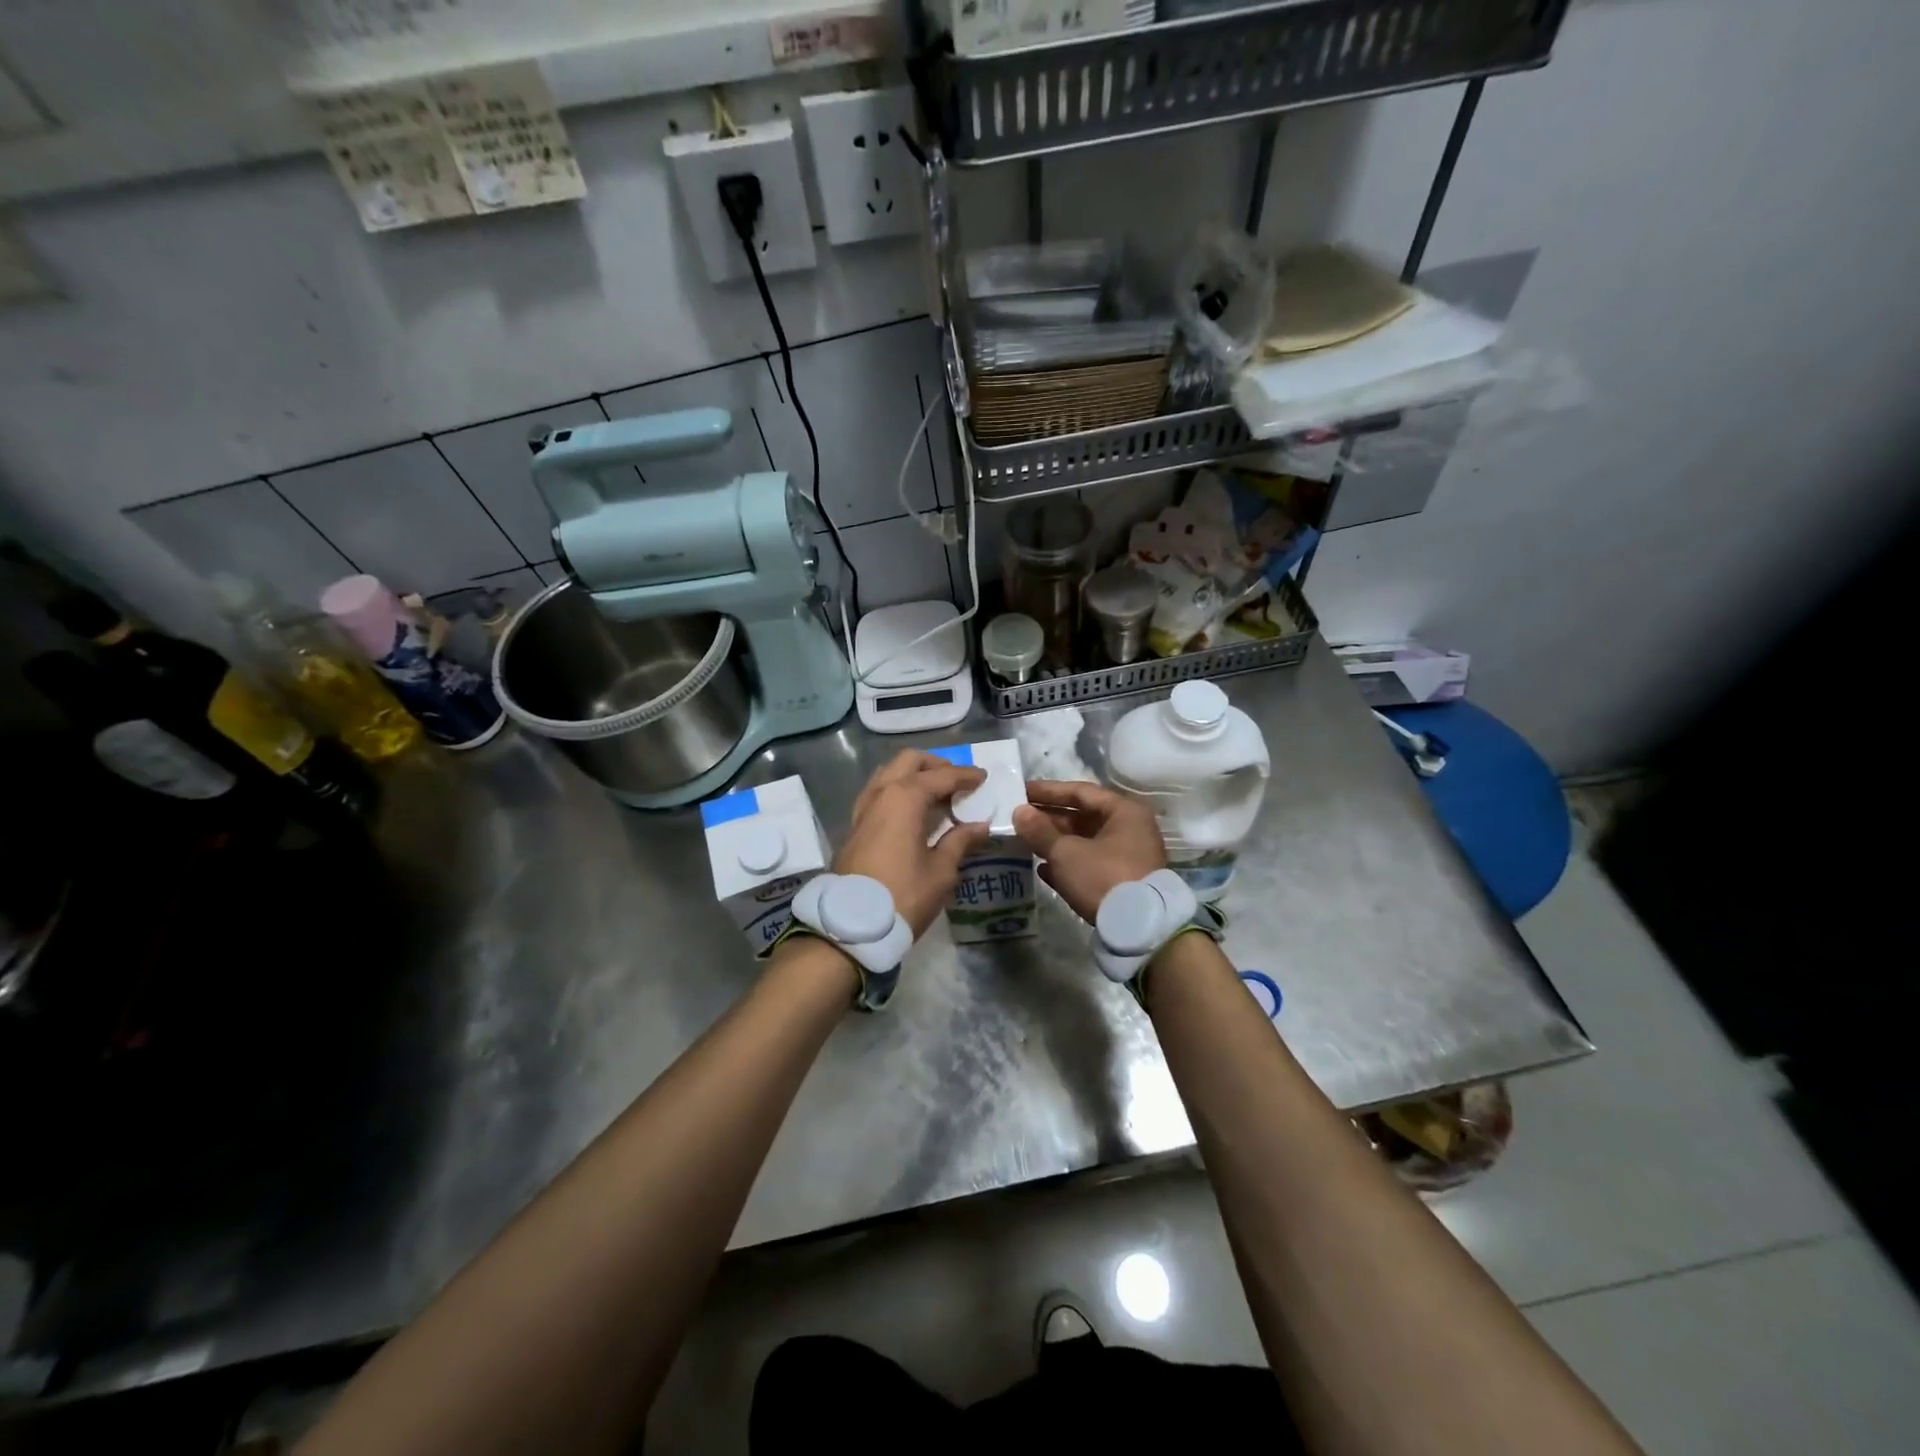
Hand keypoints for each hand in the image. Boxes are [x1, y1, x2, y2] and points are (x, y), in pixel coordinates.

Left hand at [836, 751, 992, 937]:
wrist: (851, 925)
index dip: (966, 776)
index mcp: (905, 797)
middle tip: (957, 782)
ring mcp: (863, 808)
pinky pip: (879, 792)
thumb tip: (979, 826)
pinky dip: (898, 791)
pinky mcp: (855, 825)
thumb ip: (960, 841)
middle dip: (936, 765)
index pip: (941, 775)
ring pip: (889, 773)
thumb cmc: (903, 895)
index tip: (983, 778)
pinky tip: (913, 811)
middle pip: (909, 761)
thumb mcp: (941, 871)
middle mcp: (881, 793)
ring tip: (936, 794)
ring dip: (914, 775)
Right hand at [1013, 779, 1167, 924]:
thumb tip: (1019, 812)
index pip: (1080, 791)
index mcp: (1124, 812)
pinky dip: (1067, 864)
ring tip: (1025, 841)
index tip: (1021, 791)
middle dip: (1049, 818)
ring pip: (1085, 842)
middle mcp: (1130, 829)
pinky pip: (1090, 864)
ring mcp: (1128, 857)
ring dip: (1055, 842)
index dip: (1048, 791)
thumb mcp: (1066, 852)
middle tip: (1019, 817)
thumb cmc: (1103, 877)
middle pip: (1083, 817)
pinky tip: (1042, 869)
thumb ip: (1040, 831)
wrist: (1139, 929)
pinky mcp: (1123, 882)